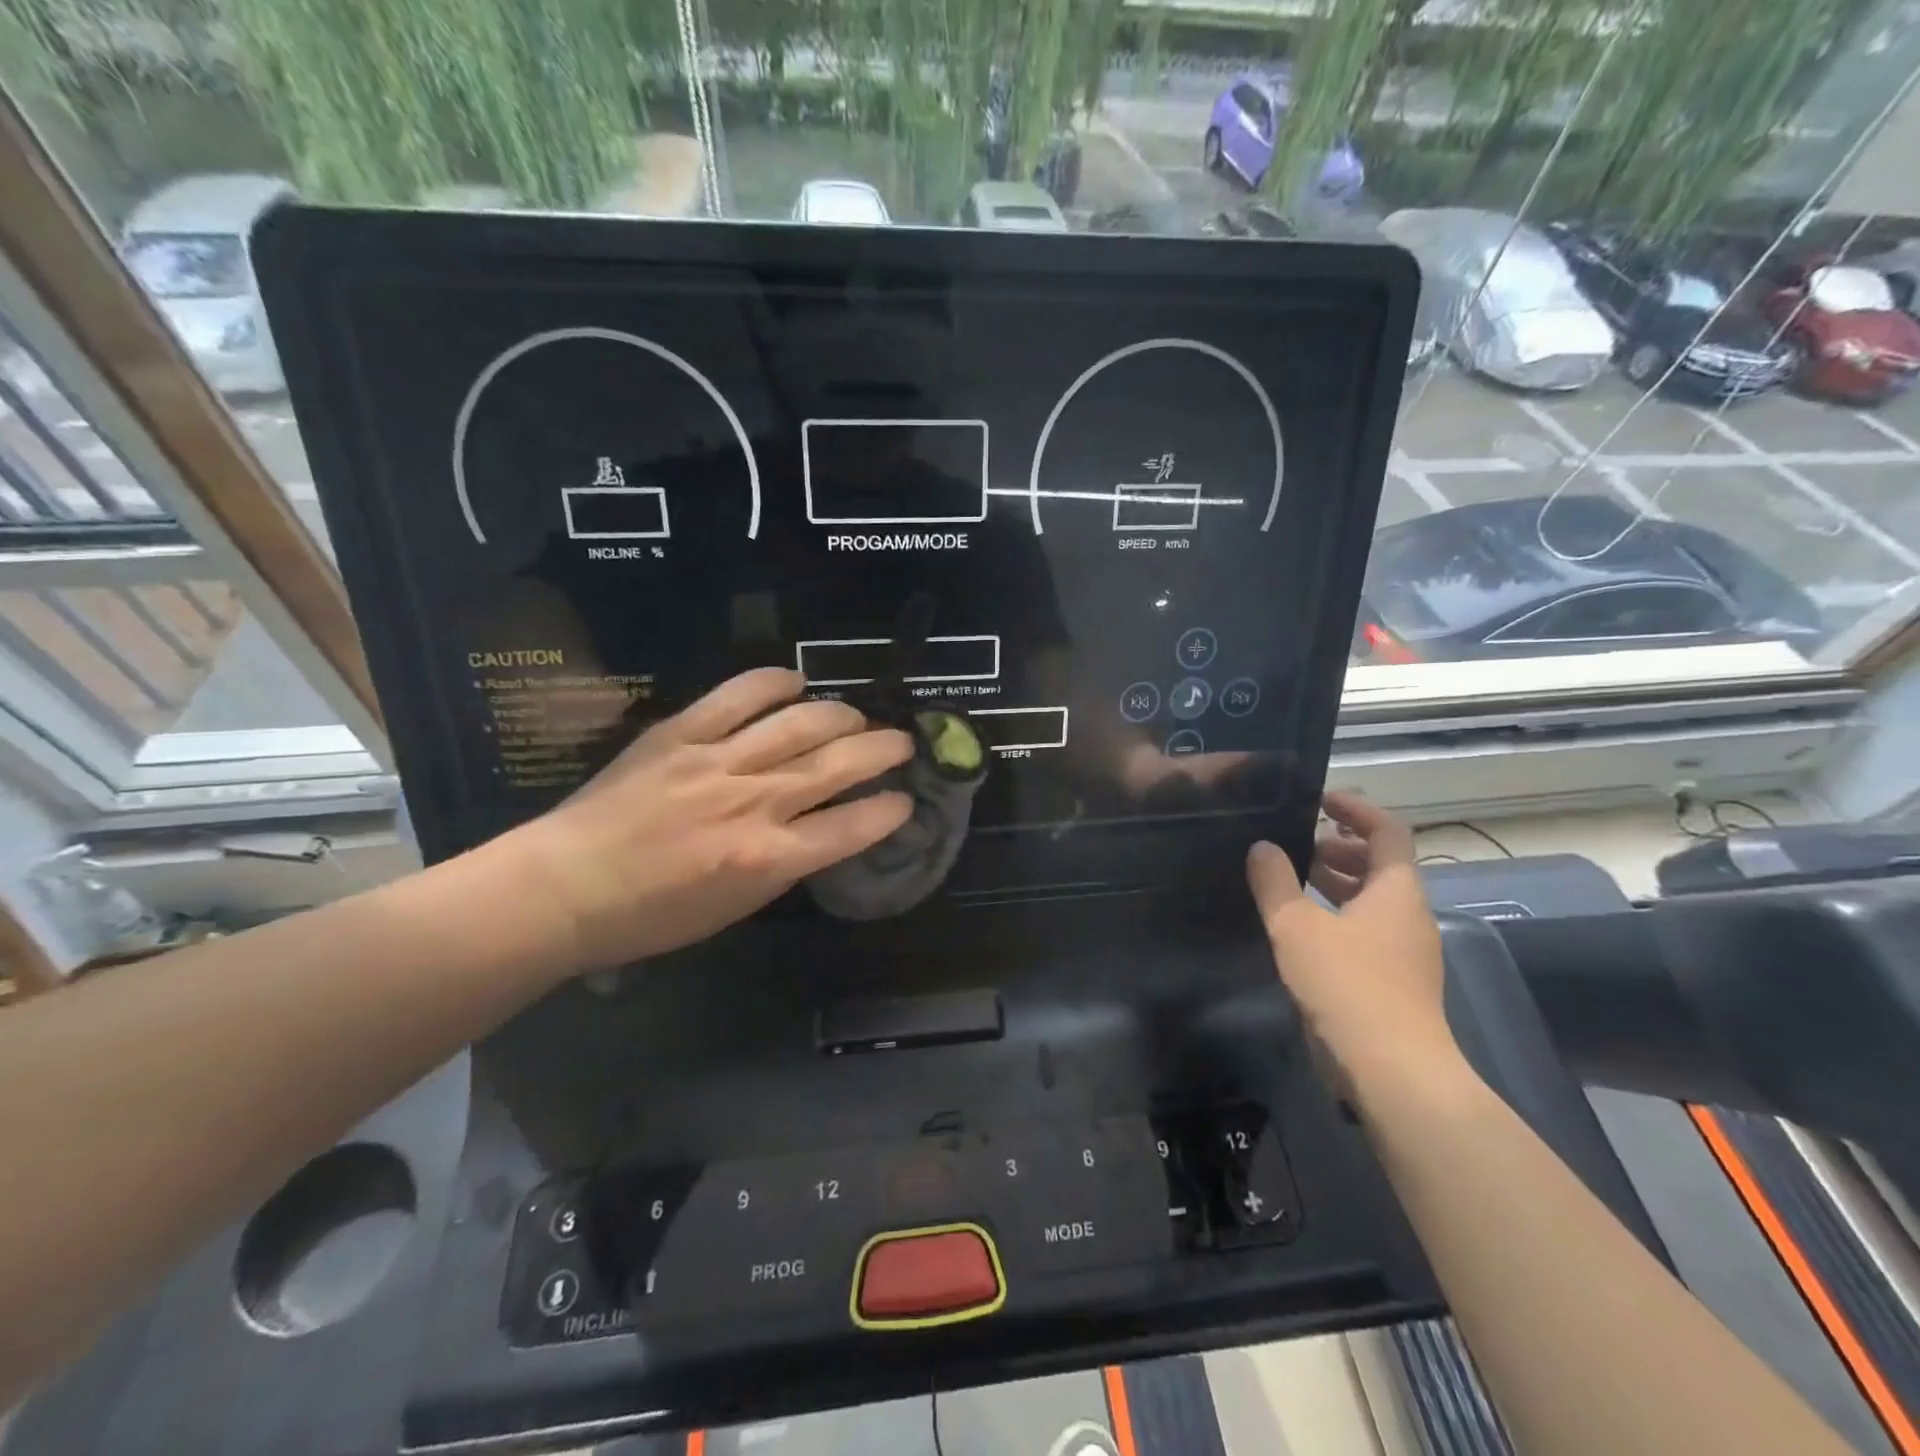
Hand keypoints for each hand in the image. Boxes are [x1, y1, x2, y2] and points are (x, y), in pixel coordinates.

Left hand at [505, 668, 912, 973]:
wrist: (565, 888)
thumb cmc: (651, 915)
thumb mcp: (734, 908)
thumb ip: (783, 864)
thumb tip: (819, 829)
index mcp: (766, 859)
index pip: (850, 827)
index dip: (888, 810)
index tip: (905, 800)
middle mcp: (752, 804)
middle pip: (837, 766)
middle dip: (882, 751)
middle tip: (902, 743)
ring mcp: (716, 762)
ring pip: (799, 724)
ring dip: (840, 716)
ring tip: (858, 716)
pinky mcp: (680, 734)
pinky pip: (737, 697)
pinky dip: (773, 683)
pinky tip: (796, 681)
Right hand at [1246, 791, 1456, 1085]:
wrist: (1393, 1071)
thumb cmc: (1348, 985)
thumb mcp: (1296, 926)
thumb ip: (1275, 882)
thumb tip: (1262, 847)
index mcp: (1396, 891)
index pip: (1387, 831)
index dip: (1357, 809)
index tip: (1319, 800)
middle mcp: (1409, 915)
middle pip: (1380, 865)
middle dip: (1338, 848)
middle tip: (1296, 845)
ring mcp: (1405, 952)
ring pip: (1371, 900)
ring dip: (1335, 883)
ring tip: (1291, 881)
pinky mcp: (1393, 982)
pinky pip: (1365, 931)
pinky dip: (1335, 916)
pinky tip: (1300, 930)